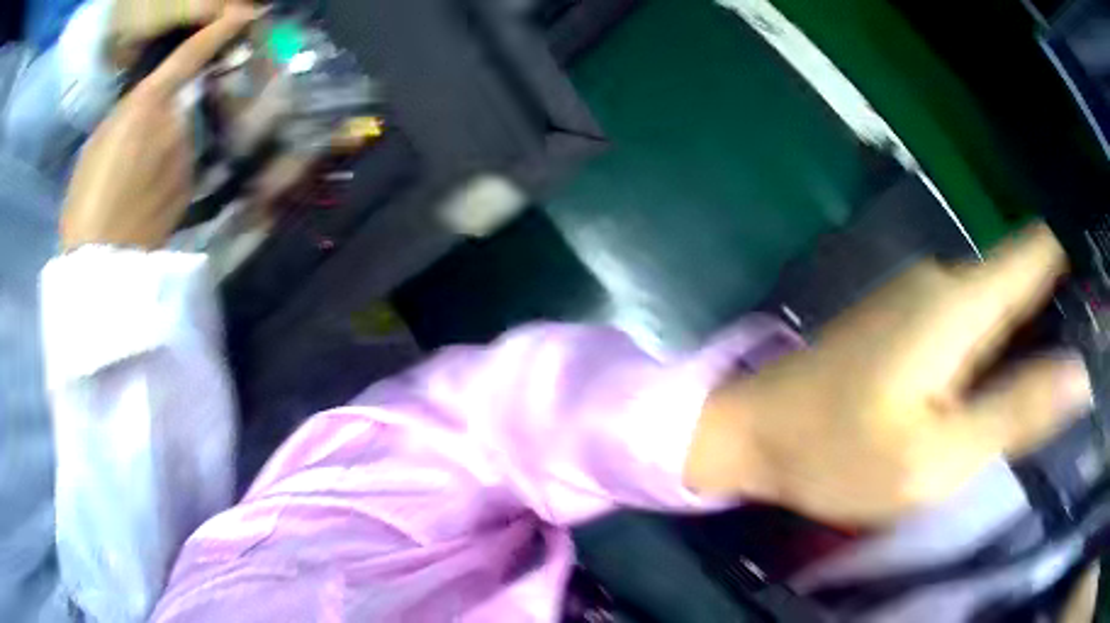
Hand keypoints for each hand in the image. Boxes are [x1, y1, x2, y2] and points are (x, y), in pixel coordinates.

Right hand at [62, 6, 255, 250]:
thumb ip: (133, 111)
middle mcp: (178, 122)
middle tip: (139, 149)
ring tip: (139, 180)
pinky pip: (184, 166)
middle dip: (170, 115)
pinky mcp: (191, 187)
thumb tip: (151, 104)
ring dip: (167, 148)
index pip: (192, 54)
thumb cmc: (86, 197)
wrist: (101, 260)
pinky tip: (149, 196)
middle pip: (186, 103)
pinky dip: (170, 172)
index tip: (246, 11)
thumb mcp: (101, 138)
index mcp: (150, 102)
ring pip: (184, 137)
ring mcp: (188, 155)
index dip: (220, 29)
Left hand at [686, 224, 1092, 524]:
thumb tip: (1079, 374)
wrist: (757, 433)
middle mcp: (944, 280)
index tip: (1095, 294)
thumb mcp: (938, 457)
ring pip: (996, 302)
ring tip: (1046, 378)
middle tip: (1076, 362)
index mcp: (960, 303)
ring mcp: (920, 295)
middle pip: (1021, 279)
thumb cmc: (839, 455)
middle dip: (1054, 312)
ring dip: (1024, 333)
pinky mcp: (905, 318)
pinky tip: (998, 378)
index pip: (1036, 253)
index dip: (1071, 264)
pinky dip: (993, 344)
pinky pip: (970, 320)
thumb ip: (1014, 412)